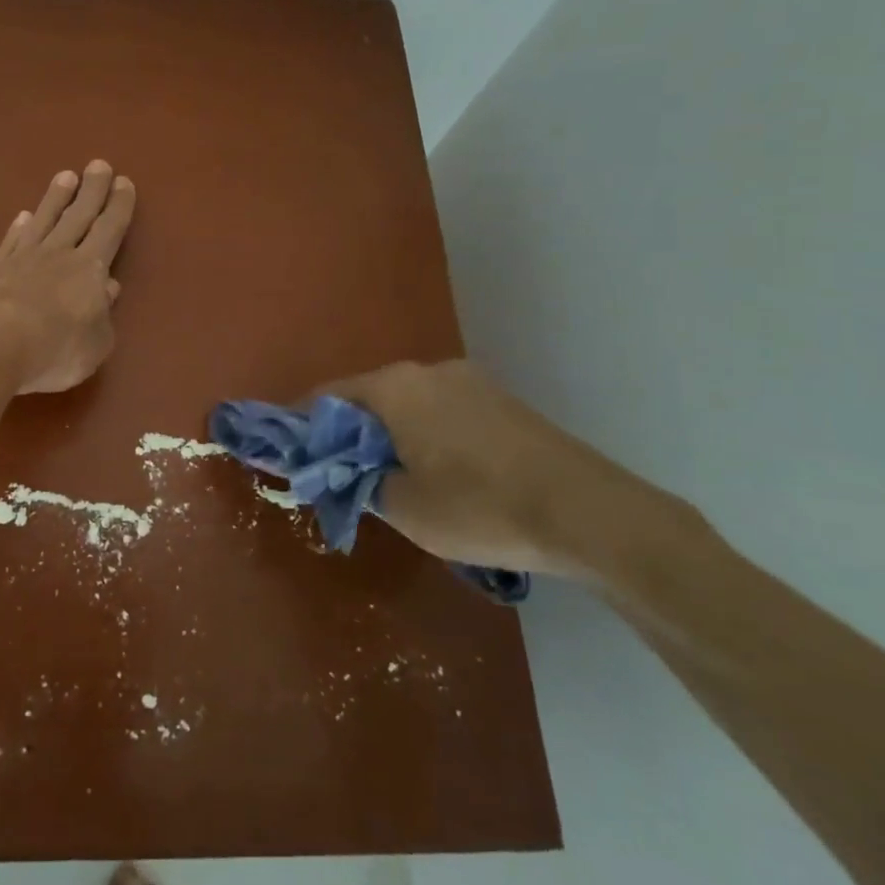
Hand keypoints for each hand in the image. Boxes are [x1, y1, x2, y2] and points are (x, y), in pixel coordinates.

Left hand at [0, 160, 136, 393]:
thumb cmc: (55, 349)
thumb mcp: (96, 344)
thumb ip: (104, 316)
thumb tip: (107, 288)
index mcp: (90, 269)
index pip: (109, 229)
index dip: (119, 206)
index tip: (123, 183)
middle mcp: (59, 254)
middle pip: (79, 215)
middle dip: (92, 190)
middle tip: (98, 165)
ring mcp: (23, 258)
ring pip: (44, 220)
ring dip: (56, 198)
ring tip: (65, 176)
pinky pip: (12, 241)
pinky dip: (19, 227)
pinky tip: (23, 217)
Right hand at [319, 360, 694, 581]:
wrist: (590, 513)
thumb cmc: (481, 507)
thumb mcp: (404, 508)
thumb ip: (360, 483)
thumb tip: (344, 472)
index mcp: (394, 387)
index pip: (326, 398)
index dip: (304, 427)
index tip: (293, 457)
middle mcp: (427, 370)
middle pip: (367, 397)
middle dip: (349, 434)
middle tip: (342, 475)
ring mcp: (469, 381)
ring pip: (407, 404)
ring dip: (389, 435)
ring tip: (391, 478)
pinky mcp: (501, 401)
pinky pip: (441, 411)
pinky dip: (424, 434)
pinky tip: (439, 472)